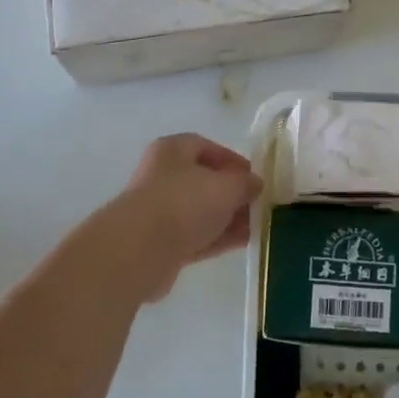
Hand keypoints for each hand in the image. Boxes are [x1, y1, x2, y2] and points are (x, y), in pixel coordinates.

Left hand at [100, 134, 262, 297]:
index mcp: (172, 151)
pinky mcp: (161, 243)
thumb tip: (254, 184)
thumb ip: (245, 183)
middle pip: (204, 181)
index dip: (232, 160)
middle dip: (233, 193)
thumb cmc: (184, 202)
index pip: (205, 147)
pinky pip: (196, 235)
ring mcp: (160, 211)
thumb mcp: (226, 186)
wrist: (140, 249)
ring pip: (201, 211)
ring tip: (258, 226)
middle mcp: (162, 176)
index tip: (254, 176)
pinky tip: (244, 242)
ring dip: (228, 218)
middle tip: (258, 204)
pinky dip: (218, 237)